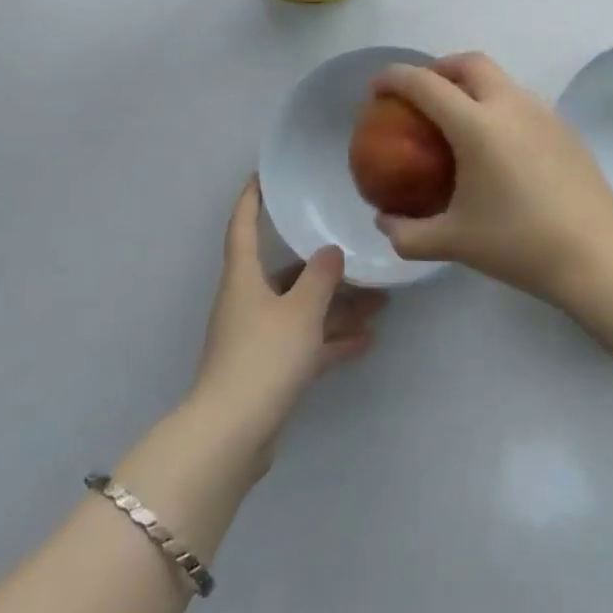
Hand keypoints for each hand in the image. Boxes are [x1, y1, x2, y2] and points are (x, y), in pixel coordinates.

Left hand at [192, 177, 386, 459]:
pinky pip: (305, 344)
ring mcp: (258, 338)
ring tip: (380, 301)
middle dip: (323, 267)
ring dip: (337, 306)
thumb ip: (320, 278)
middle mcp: (248, 302)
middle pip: (286, 274)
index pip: (243, 227)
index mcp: (244, 279)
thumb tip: (330, 251)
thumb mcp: (300, 311)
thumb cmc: (262, 357)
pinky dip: (331, 340)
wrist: (231, 435)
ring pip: (302, 311)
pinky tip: (366, 340)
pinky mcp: (269, 370)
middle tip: (357, 253)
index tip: (262, 177)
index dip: (251, 200)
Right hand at [371, 53, 612, 306]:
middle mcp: (510, 105)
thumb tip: (383, 223)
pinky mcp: (564, 126)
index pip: (426, 84)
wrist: (597, 253)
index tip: (377, 87)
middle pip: (469, 62)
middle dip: (439, 67)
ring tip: (458, 119)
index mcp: (477, 125)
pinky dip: (497, 104)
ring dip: (472, 84)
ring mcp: (542, 112)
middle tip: (422, 94)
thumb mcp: (454, 242)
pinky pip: (521, 100)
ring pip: (500, 78)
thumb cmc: (519, 244)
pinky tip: (498, 146)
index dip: (395, 78)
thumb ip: (408, 233)